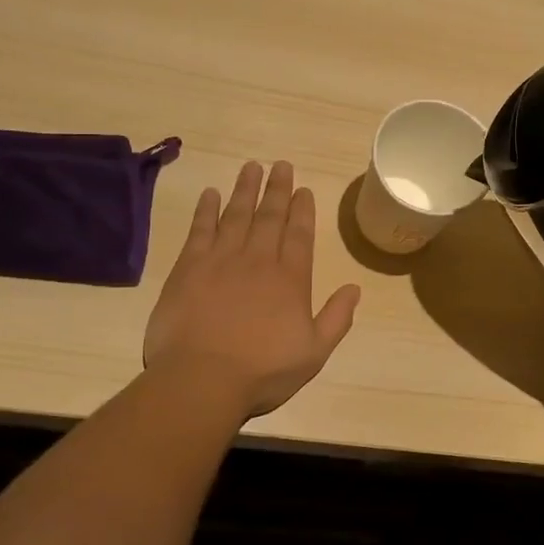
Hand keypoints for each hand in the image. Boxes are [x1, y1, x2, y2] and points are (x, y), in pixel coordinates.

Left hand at [143, 161, 360, 417]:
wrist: (201, 379)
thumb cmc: (262, 371)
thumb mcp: (314, 353)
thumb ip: (337, 319)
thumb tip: (355, 288)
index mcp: (290, 279)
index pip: (300, 235)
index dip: (303, 210)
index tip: (304, 189)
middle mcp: (258, 260)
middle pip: (270, 216)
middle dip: (277, 189)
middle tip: (281, 165)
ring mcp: (221, 260)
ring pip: (236, 215)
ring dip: (245, 189)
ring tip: (251, 166)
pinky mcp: (189, 267)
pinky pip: (200, 229)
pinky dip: (207, 209)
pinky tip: (211, 193)